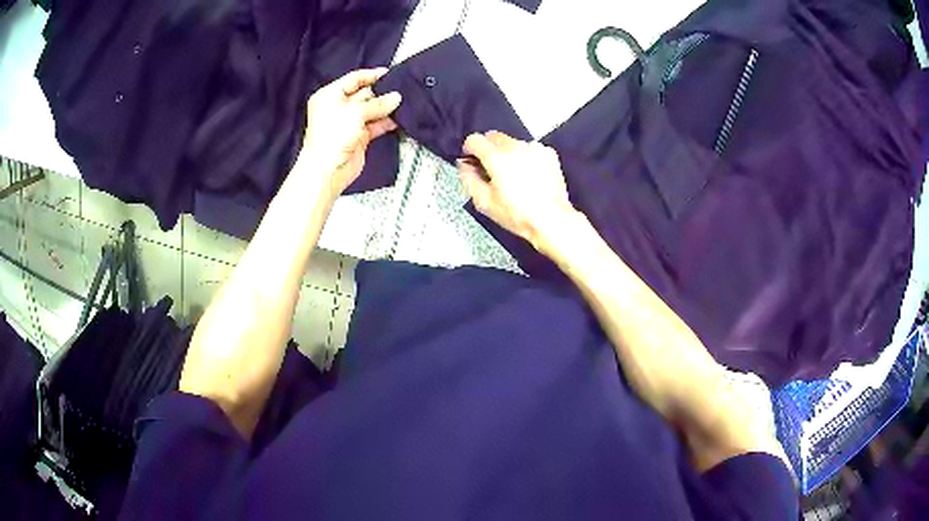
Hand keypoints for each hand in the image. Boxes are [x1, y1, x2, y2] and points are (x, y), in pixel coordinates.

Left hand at [299, 68, 401, 200]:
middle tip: (402, 89)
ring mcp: (349, 122)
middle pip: (364, 94)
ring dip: (386, 108)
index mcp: (330, 95)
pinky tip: (399, 119)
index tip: (390, 74)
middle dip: (382, 92)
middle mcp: (338, 107)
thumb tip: (397, 97)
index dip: (371, 75)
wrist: (328, 170)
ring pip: (371, 110)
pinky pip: (375, 125)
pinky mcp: (358, 137)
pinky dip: (386, 122)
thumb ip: (378, 103)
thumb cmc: (333, 135)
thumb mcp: (355, 112)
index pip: (353, 79)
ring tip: (404, 103)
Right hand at [458, 131, 577, 250]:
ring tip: (514, 175)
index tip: (472, 161)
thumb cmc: (517, 214)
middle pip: (494, 137)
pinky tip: (530, 175)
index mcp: (496, 157)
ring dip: (508, 153)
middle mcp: (515, 147)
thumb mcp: (484, 202)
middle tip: (492, 169)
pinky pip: (530, 149)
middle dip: (489, 149)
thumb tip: (464, 164)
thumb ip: (468, 178)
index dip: (470, 150)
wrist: (551, 219)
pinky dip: (526, 157)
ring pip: (512, 142)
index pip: (475, 140)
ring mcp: (534, 148)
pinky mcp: (548, 154)